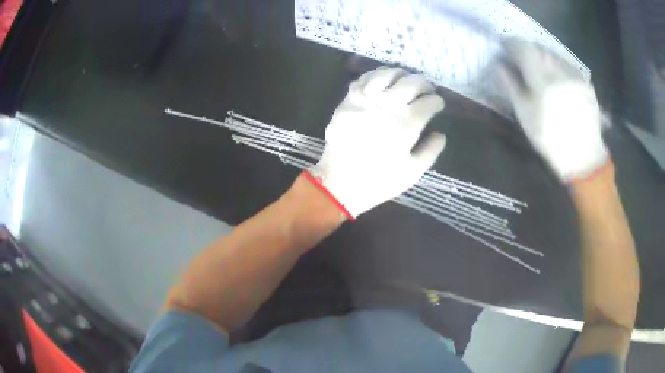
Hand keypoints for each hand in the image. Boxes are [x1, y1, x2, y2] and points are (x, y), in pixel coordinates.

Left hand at [306, 67, 445, 218]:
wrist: (340, 182)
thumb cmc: (379, 180)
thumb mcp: (413, 172)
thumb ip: (431, 151)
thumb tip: (441, 134)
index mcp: (407, 123)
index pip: (429, 102)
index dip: (437, 101)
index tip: (438, 104)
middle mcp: (387, 104)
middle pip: (411, 82)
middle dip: (424, 83)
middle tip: (427, 89)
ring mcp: (365, 99)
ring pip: (386, 74)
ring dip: (400, 74)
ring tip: (405, 79)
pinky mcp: (348, 100)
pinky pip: (363, 79)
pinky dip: (375, 76)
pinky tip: (380, 80)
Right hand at [498, 39, 608, 181]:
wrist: (583, 156)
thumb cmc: (550, 138)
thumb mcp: (525, 114)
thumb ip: (511, 85)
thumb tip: (498, 64)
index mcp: (540, 77)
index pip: (521, 47)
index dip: (511, 44)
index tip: (504, 47)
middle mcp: (558, 69)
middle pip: (538, 47)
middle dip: (526, 48)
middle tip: (520, 57)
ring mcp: (573, 74)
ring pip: (553, 53)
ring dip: (542, 55)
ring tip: (538, 66)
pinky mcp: (584, 81)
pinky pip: (566, 63)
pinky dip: (557, 64)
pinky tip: (556, 75)